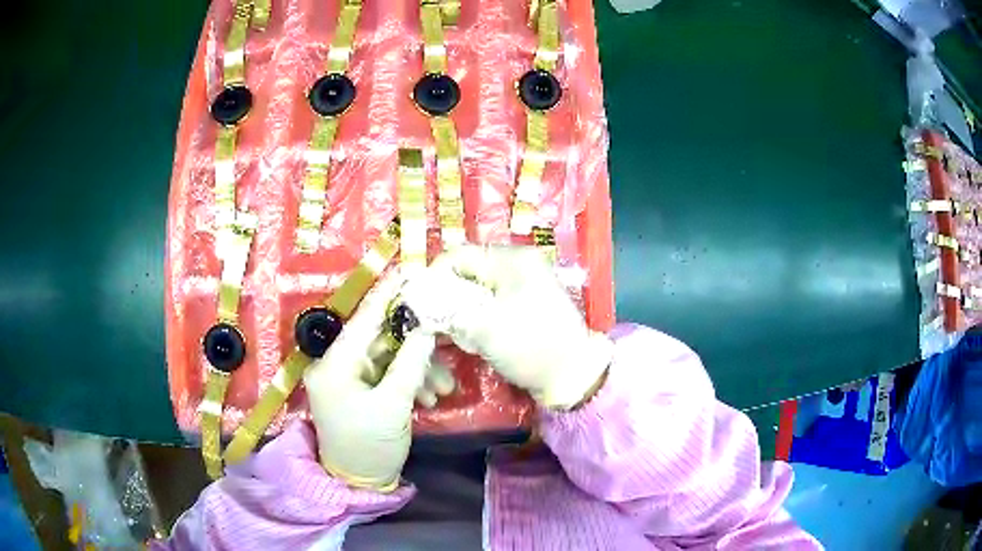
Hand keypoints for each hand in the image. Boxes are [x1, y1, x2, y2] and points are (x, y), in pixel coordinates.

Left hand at [303, 271, 437, 491]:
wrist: (360, 484)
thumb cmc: (370, 445)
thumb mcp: (393, 404)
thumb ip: (410, 361)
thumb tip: (425, 325)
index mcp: (334, 365)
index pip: (363, 319)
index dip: (388, 295)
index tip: (410, 272)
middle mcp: (336, 366)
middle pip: (380, 340)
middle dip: (415, 346)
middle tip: (445, 340)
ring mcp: (348, 379)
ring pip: (388, 359)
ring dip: (417, 369)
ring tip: (443, 388)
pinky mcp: (359, 391)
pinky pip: (387, 375)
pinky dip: (409, 382)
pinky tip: (431, 397)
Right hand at [401, 246, 612, 409]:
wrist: (573, 375)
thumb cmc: (532, 347)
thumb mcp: (485, 327)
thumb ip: (448, 309)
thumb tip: (419, 298)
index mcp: (513, 259)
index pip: (459, 255)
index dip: (435, 277)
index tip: (420, 305)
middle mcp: (518, 263)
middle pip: (467, 271)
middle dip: (448, 296)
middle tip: (438, 323)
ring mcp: (523, 283)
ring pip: (476, 288)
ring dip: (461, 310)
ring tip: (457, 334)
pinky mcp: (524, 303)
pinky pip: (490, 301)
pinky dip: (476, 316)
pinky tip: (473, 338)